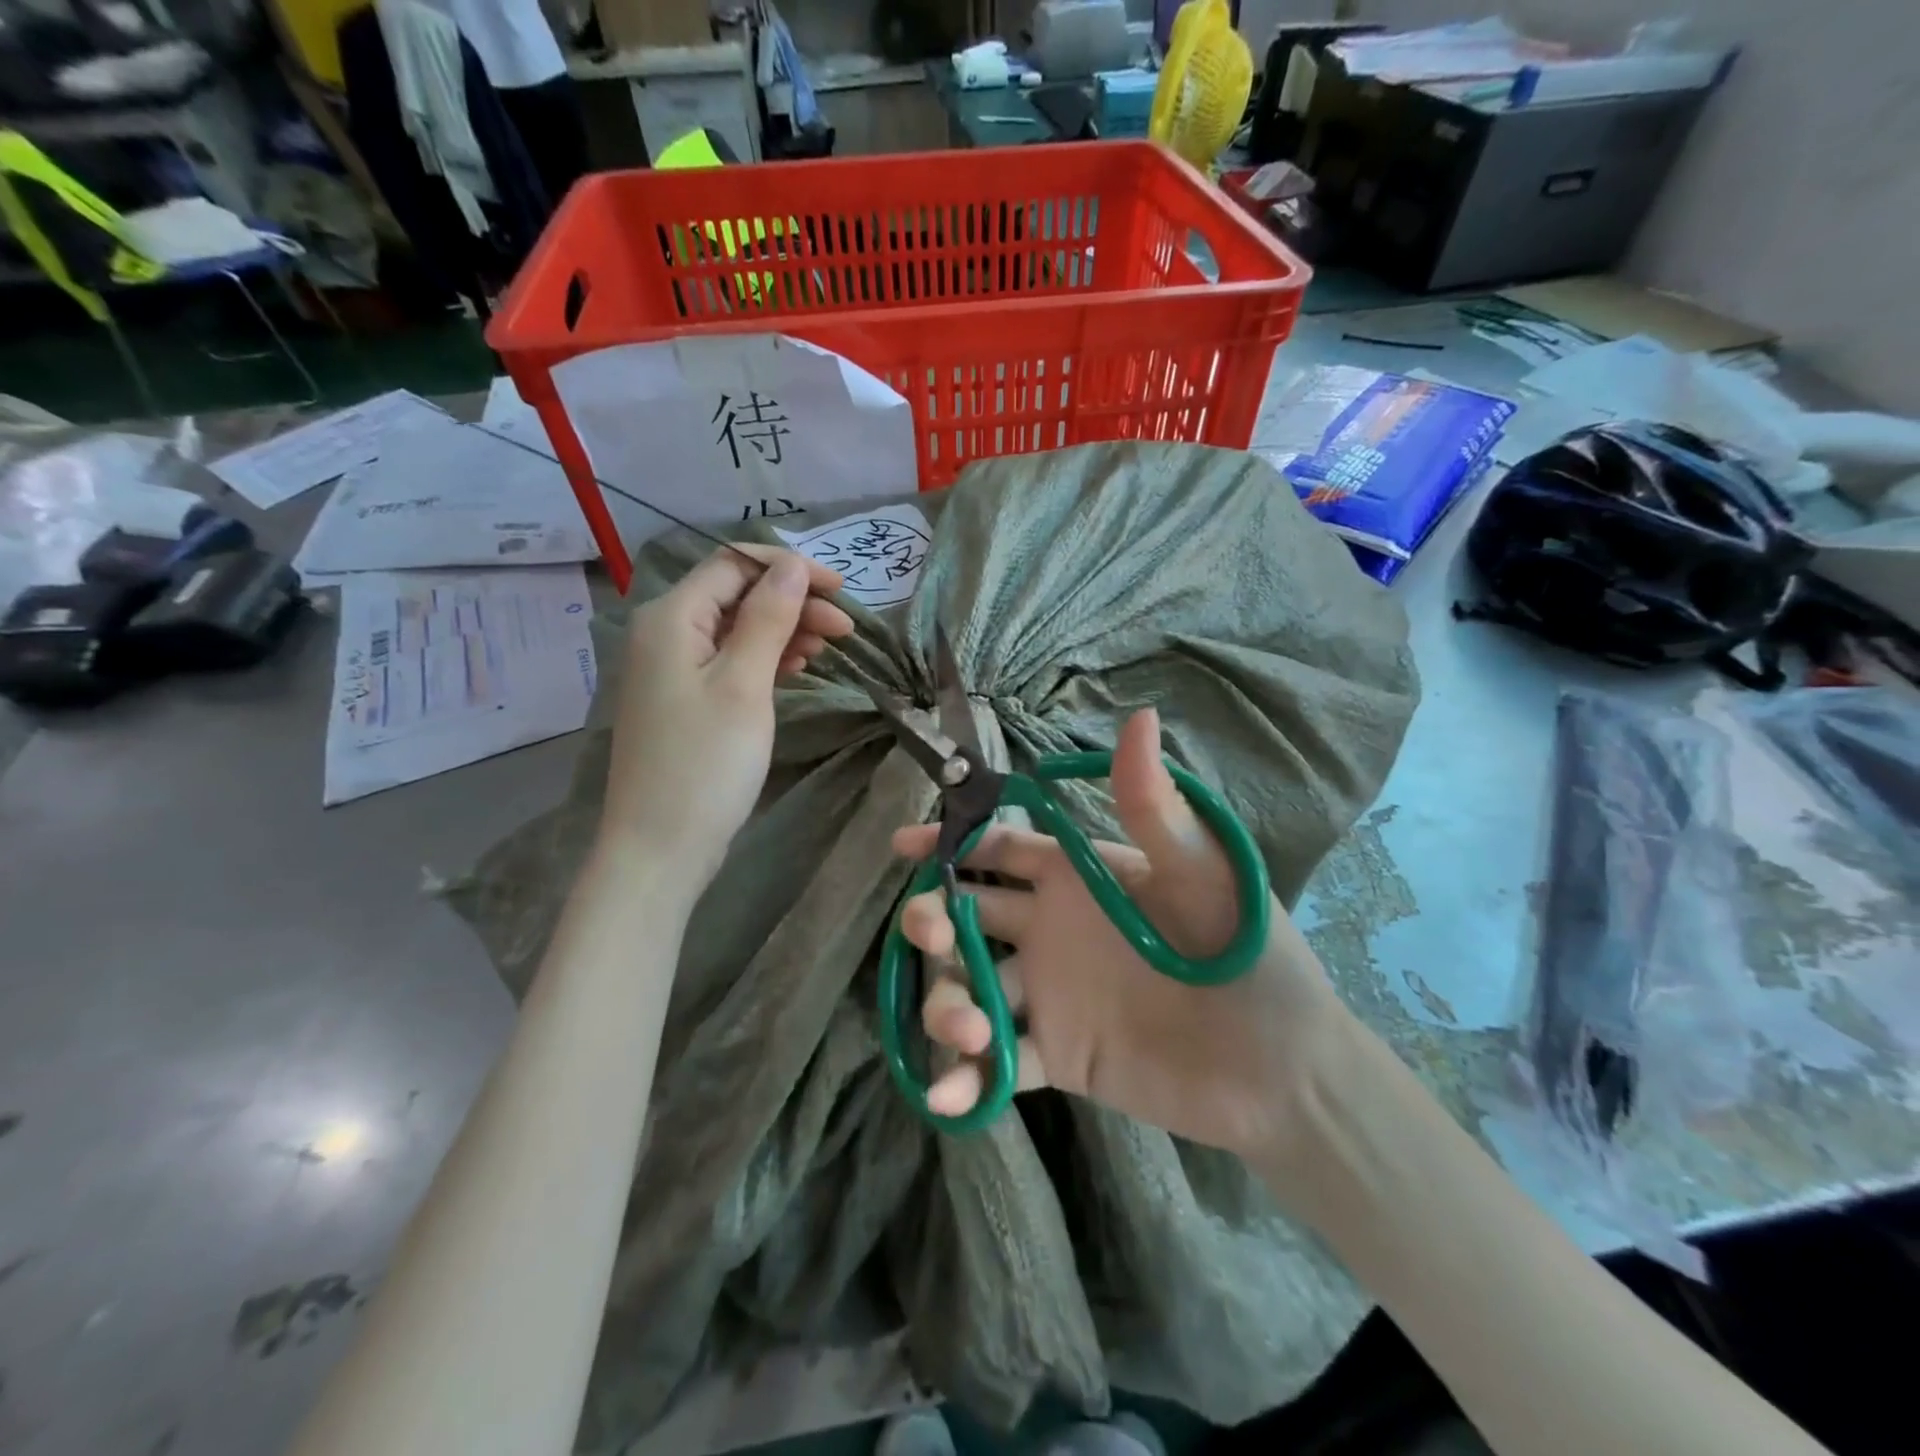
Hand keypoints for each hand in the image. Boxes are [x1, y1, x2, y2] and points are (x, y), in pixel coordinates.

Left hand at [603, 546, 853, 888]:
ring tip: (828, 649)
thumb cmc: (705, 763)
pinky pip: (730, 659)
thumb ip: (768, 618)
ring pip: (736, 628)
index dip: (789, 569)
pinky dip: (765, 658)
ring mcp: (673, 668)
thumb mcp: (744, 684)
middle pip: (737, 594)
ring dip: (784, 630)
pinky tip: (797, 668)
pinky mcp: (685, 698)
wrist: (661, 846)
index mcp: (672, 617)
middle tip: (845, 630)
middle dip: (793, 602)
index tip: (841, 591)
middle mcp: (665, 632)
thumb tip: (791, 565)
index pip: (734, 564)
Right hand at [891, 708, 1356, 1166]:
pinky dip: (969, 1079)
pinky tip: (950, 1095)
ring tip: (968, 1030)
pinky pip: (1000, 1063)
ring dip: (949, 1005)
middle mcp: (1050, 930)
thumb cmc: (1248, 952)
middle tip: (927, 931)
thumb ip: (1155, 806)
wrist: (1284, 1067)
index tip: (904, 844)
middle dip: (933, 920)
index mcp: (1076, 878)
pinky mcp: (1058, 1056)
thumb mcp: (1203, 873)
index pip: (999, 849)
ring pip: (972, 988)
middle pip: (967, 916)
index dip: (949, 842)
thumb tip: (1140, 716)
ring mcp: (1049, 995)